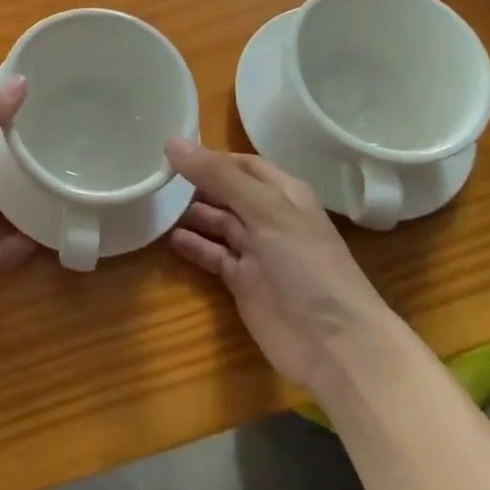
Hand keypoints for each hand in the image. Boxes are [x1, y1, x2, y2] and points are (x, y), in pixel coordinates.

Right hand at [166, 139, 394, 389]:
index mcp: (283, 194)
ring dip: (189, 213)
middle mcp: (269, 218)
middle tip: (153, 175)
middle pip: (225, 191)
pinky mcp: (243, 283)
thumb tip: (171, 141)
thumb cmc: (307, 265)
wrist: (336, 347)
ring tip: (153, 202)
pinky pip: (212, 255)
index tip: (171, 152)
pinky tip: (166, 237)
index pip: (242, 164)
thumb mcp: (265, 210)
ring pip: (216, 222)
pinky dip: (192, 245)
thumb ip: (218, 175)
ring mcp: (256, 252)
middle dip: (194, 183)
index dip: (210, 157)